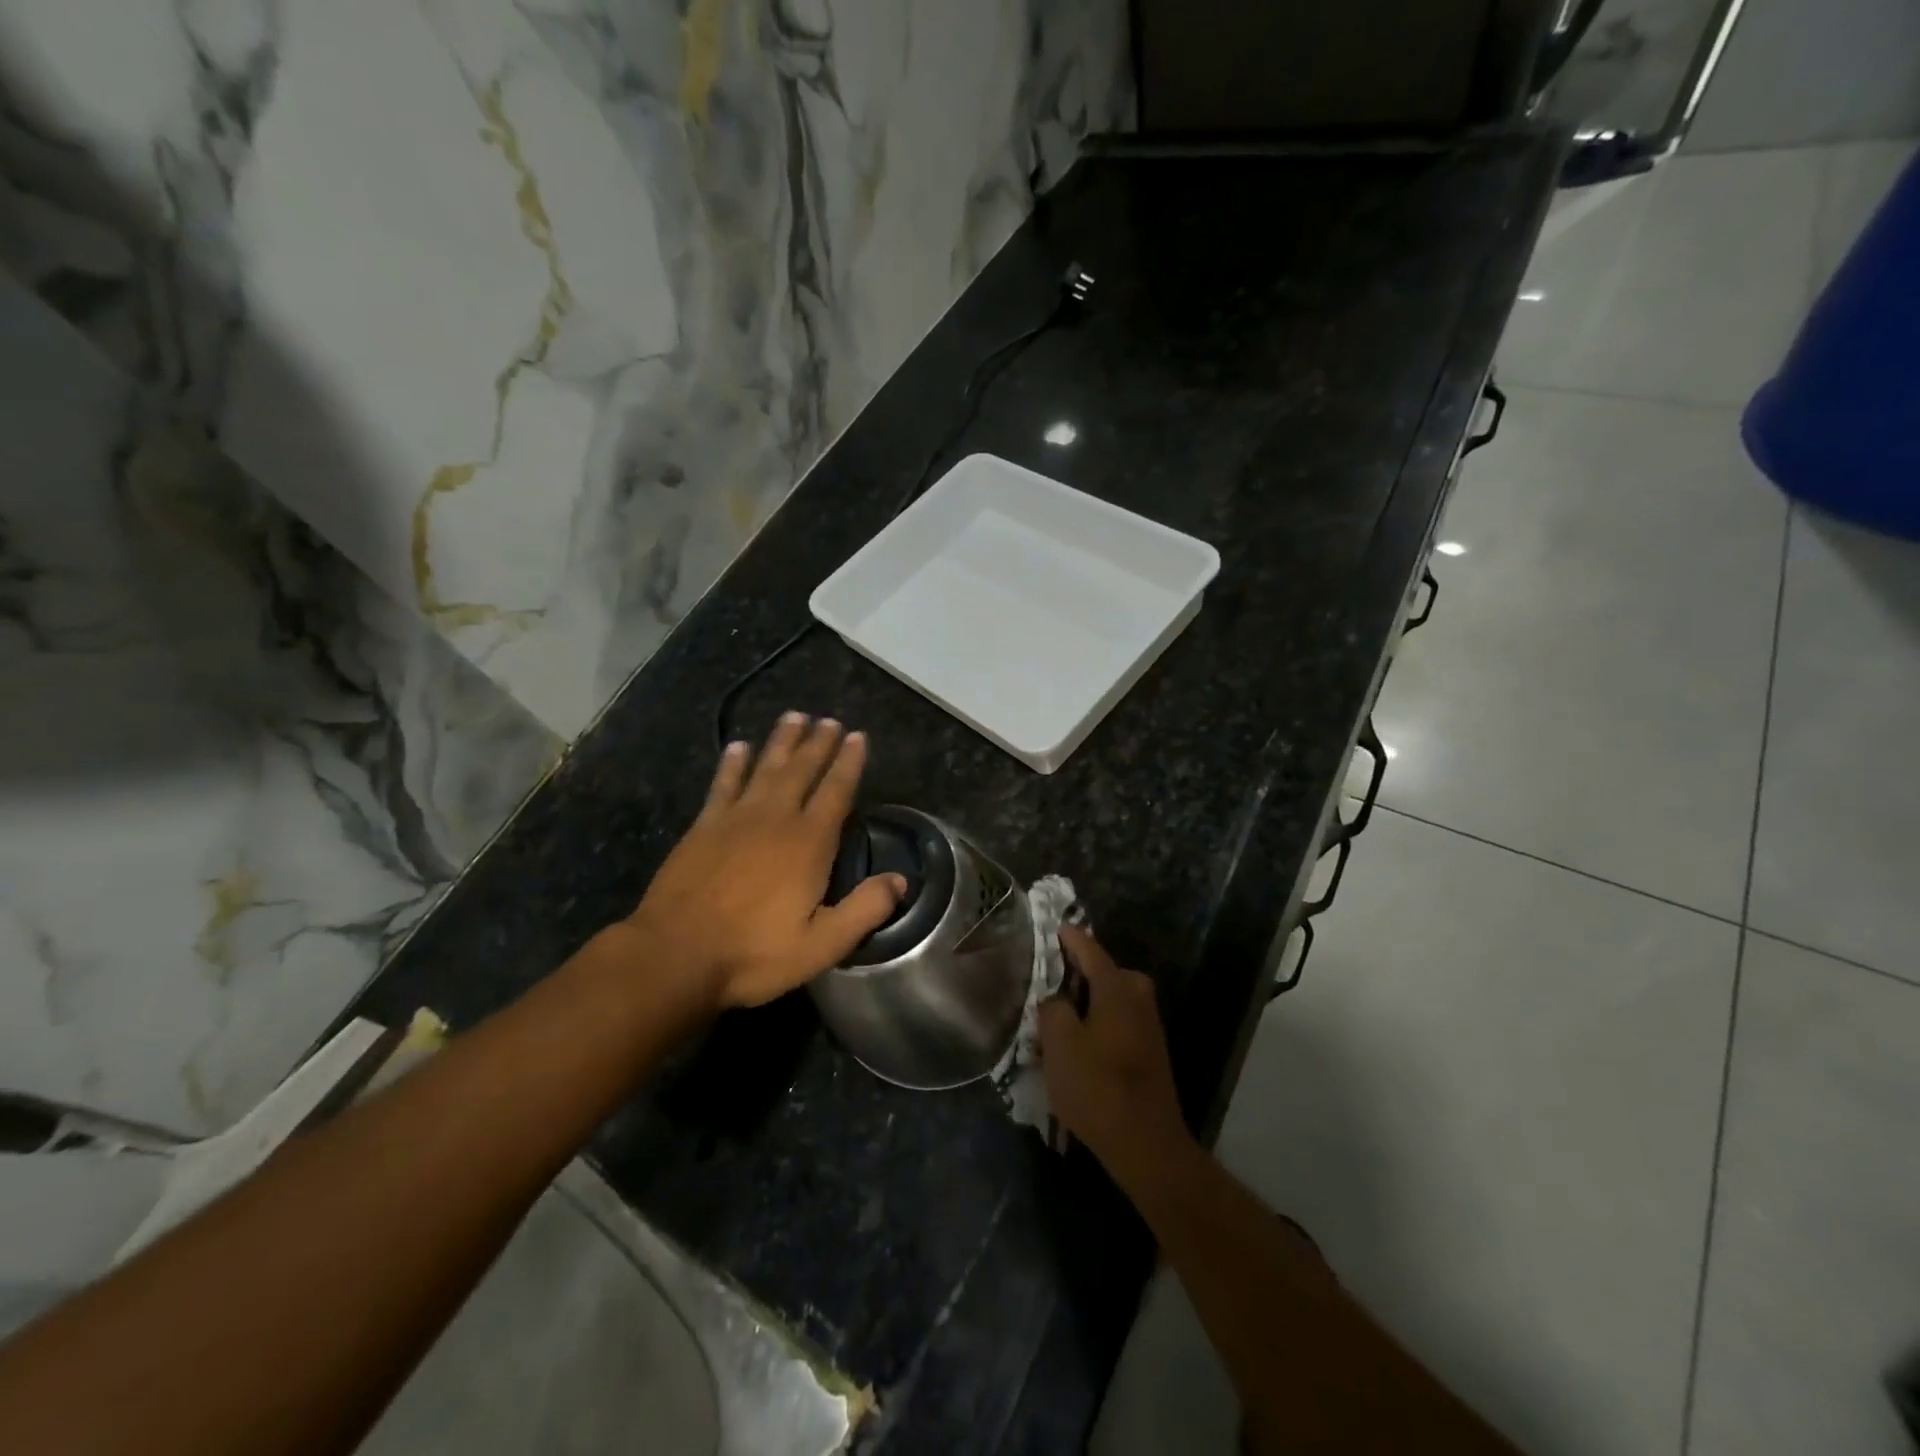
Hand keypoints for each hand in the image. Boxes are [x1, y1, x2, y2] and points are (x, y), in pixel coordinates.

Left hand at [623, 714, 906, 1010]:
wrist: (675, 955)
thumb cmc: (754, 954)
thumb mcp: (822, 945)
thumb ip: (864, 910)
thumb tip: (900, 880)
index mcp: (809, 844)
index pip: (836, 792)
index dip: (849, 763)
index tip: (857, 736)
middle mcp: (775, 819)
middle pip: (802, 770)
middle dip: (818, 743)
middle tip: (829, 719)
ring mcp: (735, 819)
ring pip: (765, 767)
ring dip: (781, 741)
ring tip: (794, 716)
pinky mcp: (703, 827)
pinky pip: (723, 784)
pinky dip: (732, 763)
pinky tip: (738, 746)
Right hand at [1038, 926, 1196, 1185]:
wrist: (1146, 1143)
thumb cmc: (1098, 1086)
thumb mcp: (1059, 1044)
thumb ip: (1052, 1009)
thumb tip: (1055, 999)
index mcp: (1117, 986)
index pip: (1087, 948)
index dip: (1067, 937)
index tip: (1050, 926)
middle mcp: (1137, 994)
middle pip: (1099, 972)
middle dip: (1071, 974)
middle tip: (1041, 981)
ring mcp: (1146, 1022)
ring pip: (1106, 998)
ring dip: (1081, 1003)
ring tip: (1050, 1015)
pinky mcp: (1148, 1047)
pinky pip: (1114, 1019)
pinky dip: (1094, 1022)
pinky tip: (1073, 1043)